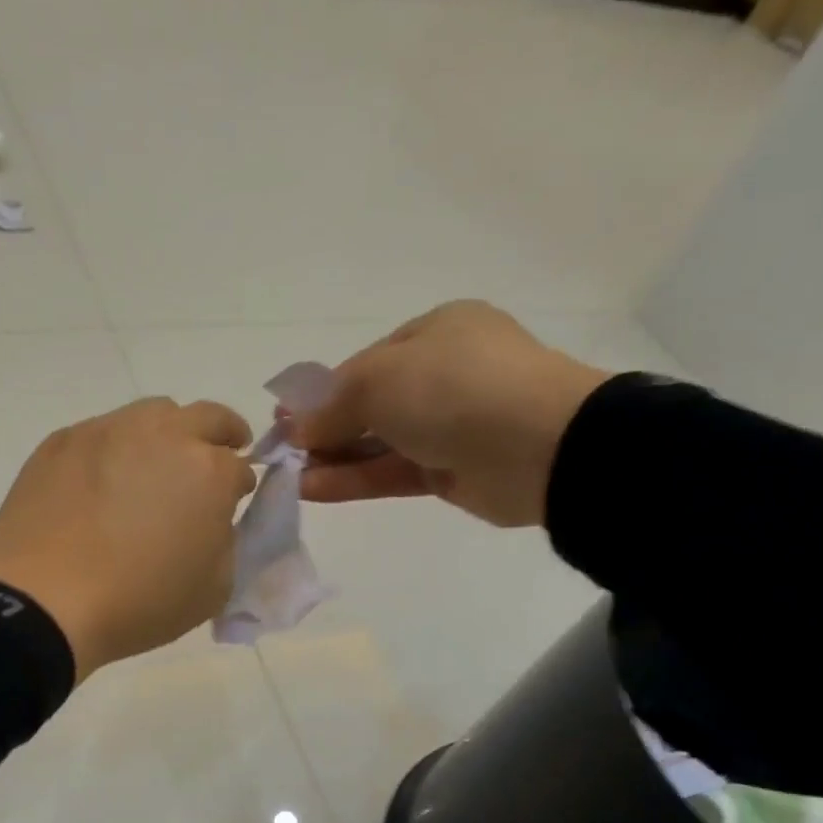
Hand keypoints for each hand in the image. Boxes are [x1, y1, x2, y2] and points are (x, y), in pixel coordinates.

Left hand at [0, 397, 256, 679]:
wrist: (43, 601)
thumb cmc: (138, 603)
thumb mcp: (212, 590)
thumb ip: (225, 544)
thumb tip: (211, 520)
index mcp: (209, 471)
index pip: (240, 468)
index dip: (238, 488)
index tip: (230, 505)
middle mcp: (164, 435)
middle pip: (207, 417)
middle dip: (222, 434)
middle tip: (216, 457)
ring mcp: (108, 430)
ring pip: (152, 413)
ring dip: (167, 434)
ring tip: (154, 469)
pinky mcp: (63, 441)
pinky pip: (102, 432)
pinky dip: (115, 450)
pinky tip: (101, 484)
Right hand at [291, 300, 607, 527]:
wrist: (539, 445)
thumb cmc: (453, 388)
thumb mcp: (378, 381)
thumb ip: (332, 406)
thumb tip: (297, 431)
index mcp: (434, 333)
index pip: (365, 364)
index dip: (321, 393)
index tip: (285, 419)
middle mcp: (443, 374)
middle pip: (370, 404)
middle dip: (325, 429)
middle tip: (283, 452)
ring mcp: (450, 425)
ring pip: (379, 442)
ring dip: (334, 459)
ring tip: (290, 478)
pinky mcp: (452, 470)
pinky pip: (393, 472)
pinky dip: (355, 480)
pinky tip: (314, 490)